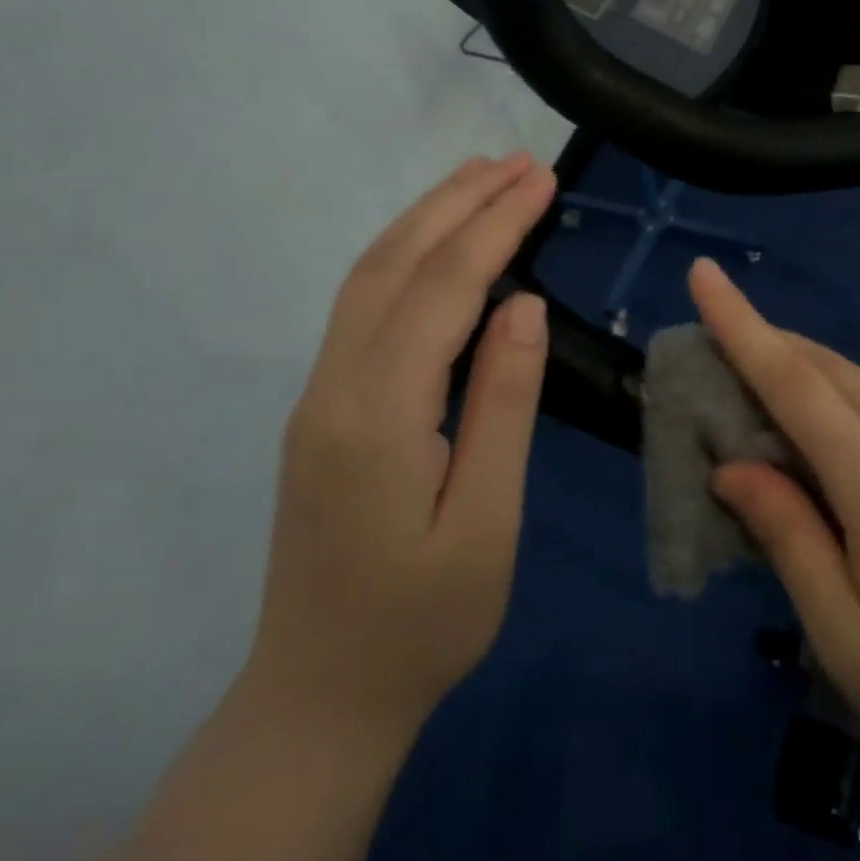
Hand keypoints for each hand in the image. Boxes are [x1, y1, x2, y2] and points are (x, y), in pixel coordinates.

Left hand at [244, 152, 557, 742]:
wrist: (319, 699)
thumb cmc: (423, 622)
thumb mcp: (486, 523)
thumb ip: (503, 406)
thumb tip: (522, 305)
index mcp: (378, 415)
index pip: (443, 289)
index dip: (495, 224)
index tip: (541, 179)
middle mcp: (334, 386)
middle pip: (394, 263)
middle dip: (458, 201)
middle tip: (517, 161)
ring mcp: (318, 393)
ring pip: (369, 276)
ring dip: (427, 217)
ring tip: (479, 177)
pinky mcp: (322, 406)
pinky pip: (362, 305)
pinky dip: (404, 253)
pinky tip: (436, 242)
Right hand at [690, 258, 859, 806]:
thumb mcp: (843, 637)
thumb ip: (787, 536)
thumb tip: (730, 464)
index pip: (795, 383)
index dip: (742, 323)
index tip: (704, 272)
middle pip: (833, 368)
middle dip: (777, 346)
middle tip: (734, 353)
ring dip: (828, 382)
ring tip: (802, 419)